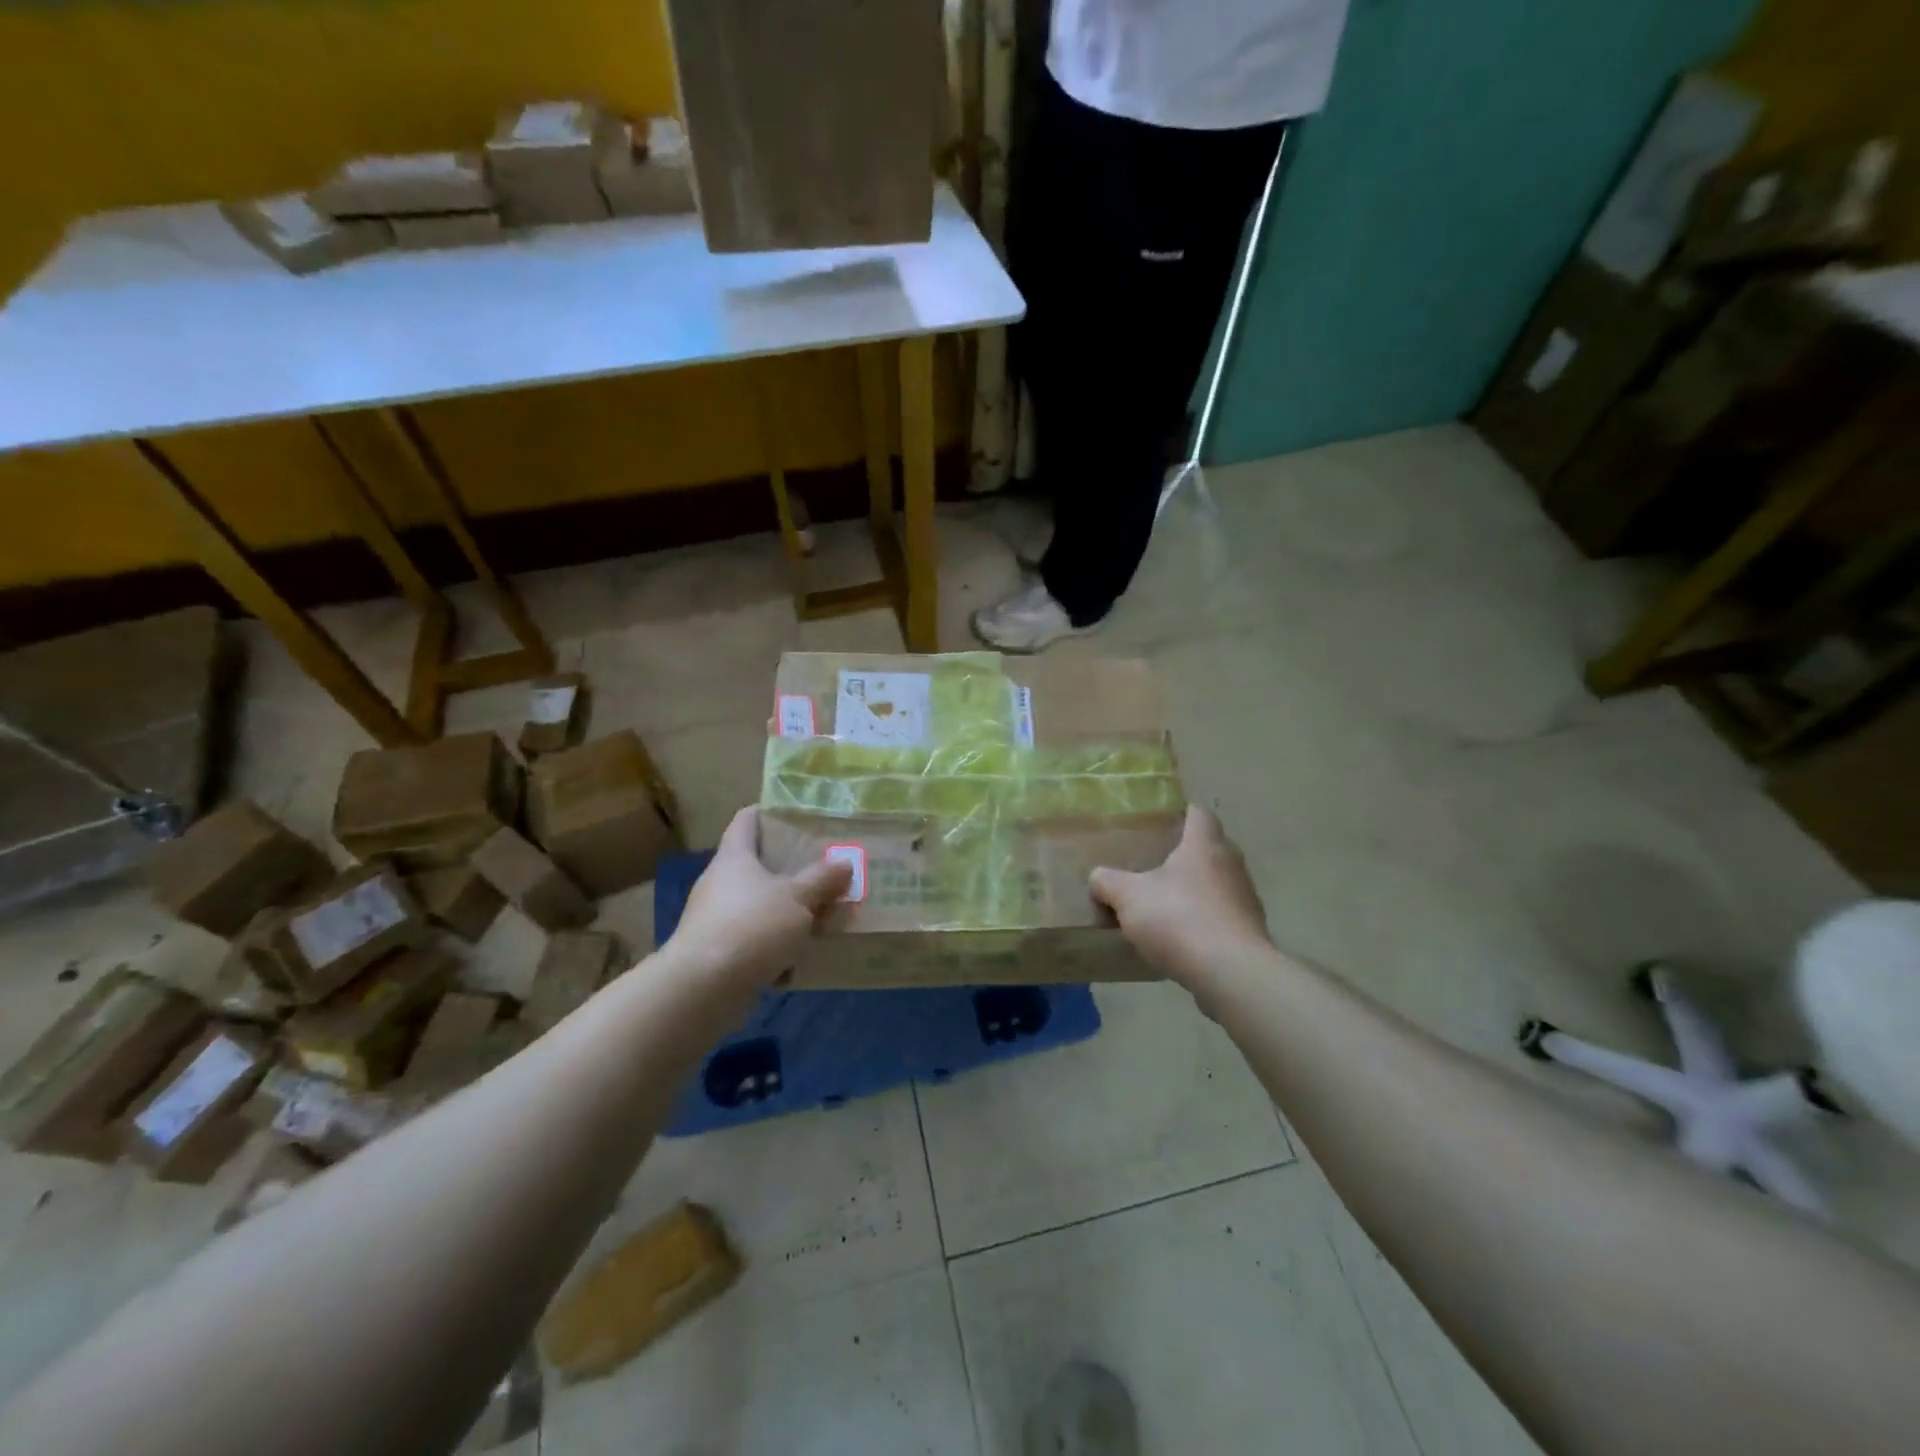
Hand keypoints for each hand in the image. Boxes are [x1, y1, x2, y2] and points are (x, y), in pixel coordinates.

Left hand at [670, 808, 851, 987]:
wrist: (703, 989)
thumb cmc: (752, 927)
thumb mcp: (799, 899)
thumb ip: (823, 880)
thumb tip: (844, 863)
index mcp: (735, 857)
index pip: (747, 820)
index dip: (769, 813)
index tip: (796, 816)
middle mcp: (720, 883)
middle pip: (757, 866)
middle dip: (790, 872)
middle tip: (824, 873)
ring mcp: (715, 920)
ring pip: (758, 907)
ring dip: (785, 914)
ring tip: (820, 922)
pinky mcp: (716, 953)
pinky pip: (753, 942)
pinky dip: (774, 949)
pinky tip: (797, 963)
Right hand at [1091, 805, 1271, 981]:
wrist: (1230, 973)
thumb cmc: (1179, 918)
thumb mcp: (1128, 897)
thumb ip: (1108, 881)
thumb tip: (1098, 876)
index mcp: (1204, 844)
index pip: (1198, 812)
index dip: (1179, 812)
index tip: (1158, 821)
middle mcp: (1231, 863)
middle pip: (1208, 848)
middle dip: (1182, 853)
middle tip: (1151, 862)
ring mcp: (1245, 898)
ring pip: (1216, 882)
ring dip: (1193, 889)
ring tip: (1163, 902)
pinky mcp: (1250, 930)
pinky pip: (1221, 915)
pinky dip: (1203, 919)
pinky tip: (1180, 937)